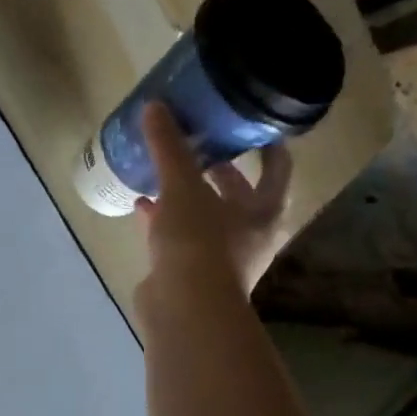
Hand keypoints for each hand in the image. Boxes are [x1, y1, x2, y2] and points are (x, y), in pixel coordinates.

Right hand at [135, 101, 295, 302]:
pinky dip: (162, 221)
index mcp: (263, 211)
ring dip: (187, 196)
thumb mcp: (182, 187)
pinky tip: (140, 205)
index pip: (277, 168)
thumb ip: (169, 147)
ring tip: (164, 171)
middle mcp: (249, 234)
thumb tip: (154, 106)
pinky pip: (179, 237)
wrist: (184, 309)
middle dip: (218, 170)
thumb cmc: (198, 242)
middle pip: (239, 194)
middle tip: (197, 143)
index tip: (249, 122)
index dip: (266, 143)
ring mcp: (220, 257)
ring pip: (206, 216)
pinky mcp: (190, 273)